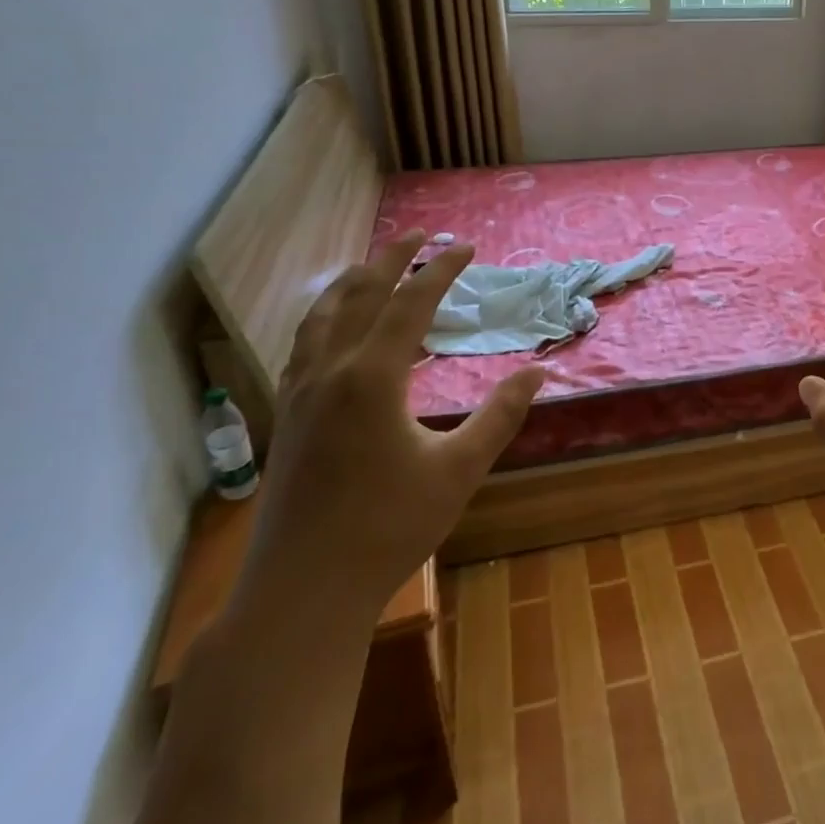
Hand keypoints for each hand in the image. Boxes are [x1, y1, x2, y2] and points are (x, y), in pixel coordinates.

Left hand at [241, 230, 545, 619]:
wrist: (304, 589)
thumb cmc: (389, 527)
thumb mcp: (459, 469)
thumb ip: (500, 414)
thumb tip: (538, 371)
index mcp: (372, 378)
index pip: (410, 303)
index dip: (440, 269)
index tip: (465, 247)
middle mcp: (329, 372)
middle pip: (359, 295)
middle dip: (390, 258)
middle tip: (418, 234)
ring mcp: (299, 394)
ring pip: (321, 317)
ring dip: (350, 282)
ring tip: (372, 266)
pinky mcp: (286, 417)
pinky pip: (303, 346)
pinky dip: (324, 318)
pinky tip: (334, 329)